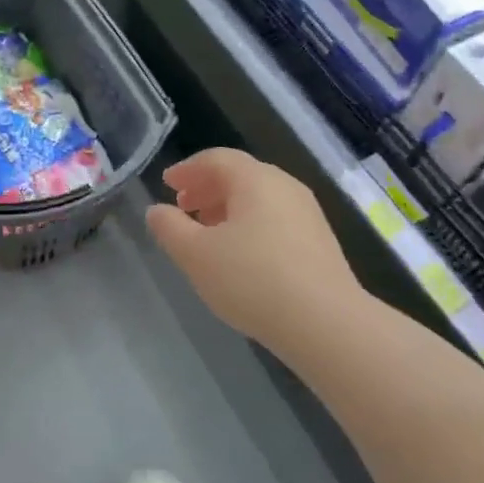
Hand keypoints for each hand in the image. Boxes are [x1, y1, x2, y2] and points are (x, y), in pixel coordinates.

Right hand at [146, 148, 362, 353]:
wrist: (326, 323)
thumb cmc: (252, 280)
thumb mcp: (196, 255)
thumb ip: (170, 228)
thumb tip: (157, 210)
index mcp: (255, 179)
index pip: (216, 159)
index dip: (188, 169)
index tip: (167, 182)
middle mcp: (285, 186)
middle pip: (240, 176)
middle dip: (207, 188)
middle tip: (183, 205)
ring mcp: (307, 214)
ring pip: (259, 199)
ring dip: (228, 208)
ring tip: (207, 232)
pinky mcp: (320, 241)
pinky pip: (275, 219)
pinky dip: (250, 224)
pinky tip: (240, 255)